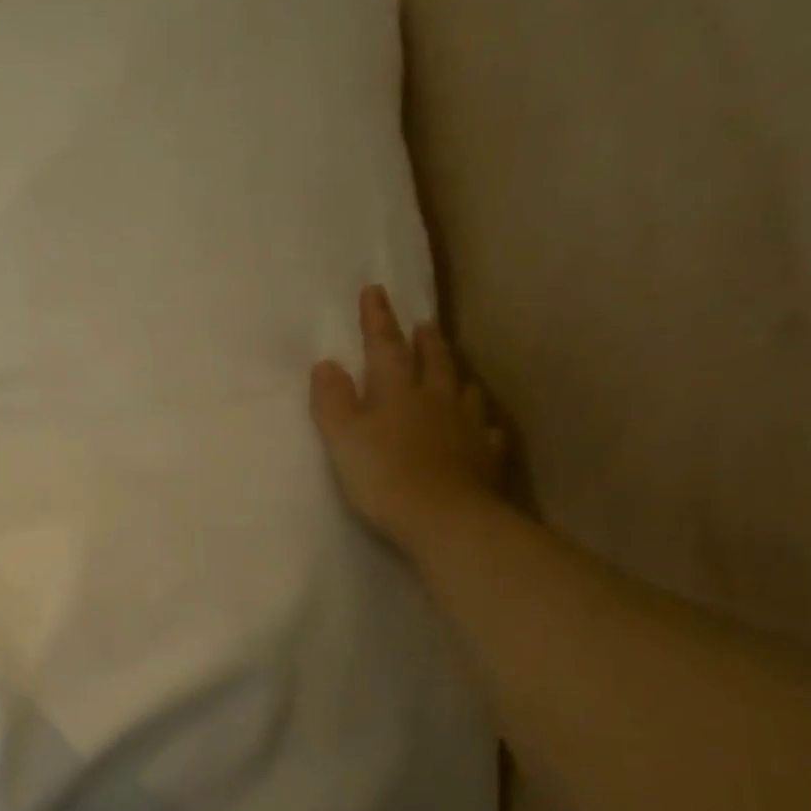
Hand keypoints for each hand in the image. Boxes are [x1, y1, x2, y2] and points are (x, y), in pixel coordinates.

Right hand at [309, 285, 506, 555]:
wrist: (444, 519)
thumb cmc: (383, 476)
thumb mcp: (343, 439)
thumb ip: (332, 401)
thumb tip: (326, 364)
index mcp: (397, 391)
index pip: (385, 346)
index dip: (378, 319)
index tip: (375, 291)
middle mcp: (435, 399)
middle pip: (431, 360)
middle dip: (424, 340)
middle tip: (424, 322)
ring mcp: (465, 427)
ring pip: (462, 389)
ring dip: (454, 373)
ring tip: (453, 368)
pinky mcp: (485, 456)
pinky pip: (485, 430)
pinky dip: (480, 422)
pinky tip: (481, 426)